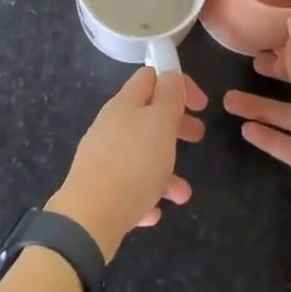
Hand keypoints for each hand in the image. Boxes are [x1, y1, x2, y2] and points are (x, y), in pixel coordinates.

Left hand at [48, 67, 206, 260]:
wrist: (89, 217)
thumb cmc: (133, 163)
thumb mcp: (160, 123)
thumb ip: (168, 97)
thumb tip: (169, 74)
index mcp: (125, 104)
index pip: (150, 77)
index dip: (178, 83)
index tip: (201, 104)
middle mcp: (111, 126)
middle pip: (148, 116)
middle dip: (176, 125)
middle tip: (199, 137)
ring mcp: (103, 157)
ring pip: (141, 155)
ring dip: (166, 170)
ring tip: (182, 193)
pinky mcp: (99, 188)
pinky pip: (129, 186)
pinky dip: (146, 194)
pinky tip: (154, 211)